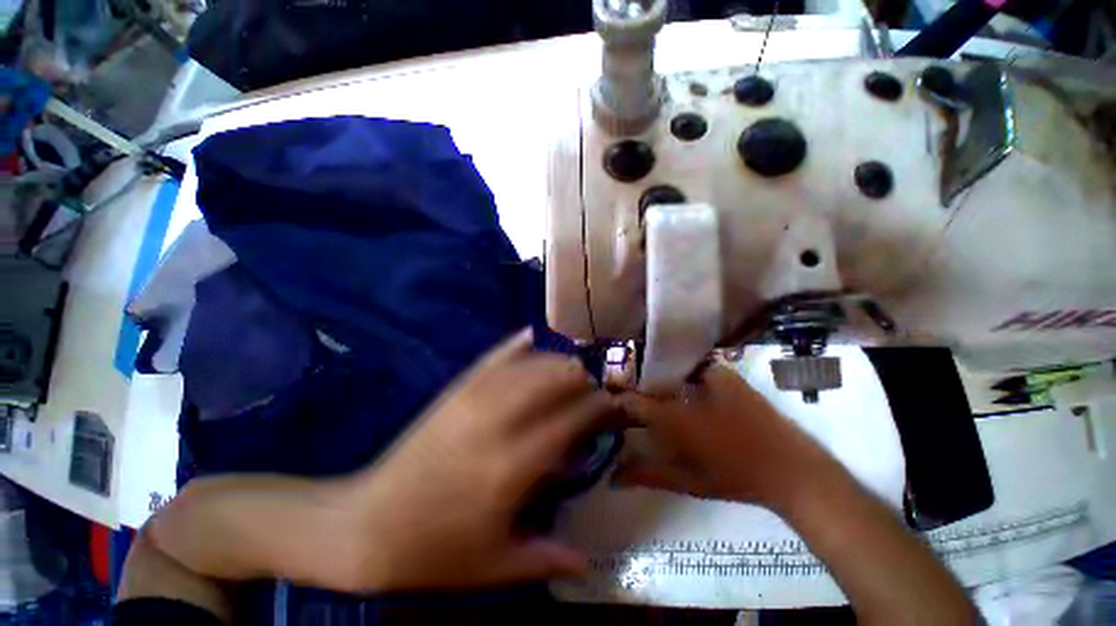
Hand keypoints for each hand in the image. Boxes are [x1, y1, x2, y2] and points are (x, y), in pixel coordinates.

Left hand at [339, 329, 617, 590]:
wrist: (365, 526)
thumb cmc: (435, 551)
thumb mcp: (496, 567)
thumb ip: (548, 558)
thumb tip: (588, 559)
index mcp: (515, 465)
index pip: (576, 415)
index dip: (602, 405)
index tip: (614, 407)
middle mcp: (500, 419)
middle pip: (558, 376)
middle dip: (583, 380)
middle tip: (590, 395)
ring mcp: (475, 397)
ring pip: (532, 360)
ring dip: (558, 362)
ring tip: (568, 375)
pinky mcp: (457, 388)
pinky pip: (497, 355)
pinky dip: (519, 345)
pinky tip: (532, 339)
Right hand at [615, 362, 834, 510]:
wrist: (790, 468)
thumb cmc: (734, 478)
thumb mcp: (686, 482)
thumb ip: (647, 475)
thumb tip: (612, 476)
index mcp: (673, 418)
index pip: (632, 400)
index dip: (619, 399)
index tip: (611, 401)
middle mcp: (684, 391)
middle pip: (648, 381)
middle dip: (636, 386)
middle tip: (631, 396)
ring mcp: (707, 377)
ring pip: (668, 371)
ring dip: (657, 379)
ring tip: (653, 390)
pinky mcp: (725, 373)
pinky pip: (691, 366)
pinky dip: (680, 373)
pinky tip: (682, 385)